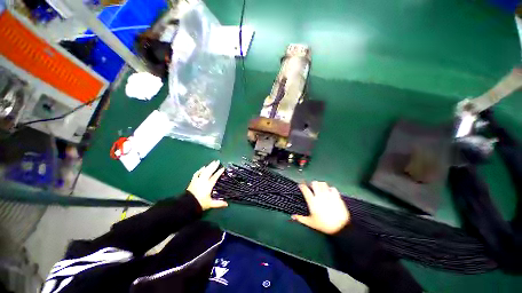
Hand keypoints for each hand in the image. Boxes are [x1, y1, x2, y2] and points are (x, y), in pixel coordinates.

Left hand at [187, 161, 227, 210]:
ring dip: (209, 166)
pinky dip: (200, 170)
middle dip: (214, 166)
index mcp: (208, 185)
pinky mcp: (193, 181)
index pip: (215, 177)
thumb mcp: (210, 204)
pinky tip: (203, 167)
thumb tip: (227, 204)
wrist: (187, 204)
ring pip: (204, 171)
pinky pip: (197, 173)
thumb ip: (218, 203)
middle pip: (209, 171)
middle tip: (217, 161)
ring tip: (212, 162)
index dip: (219, 172)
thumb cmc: (200, 203)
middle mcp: (203, 181)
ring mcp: (198, 180)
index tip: (223, 168)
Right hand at [292, 181, 349, 234]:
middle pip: (314, 183)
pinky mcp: (337, 197)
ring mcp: (329, 195)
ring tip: (320, 189)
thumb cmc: (323, 225)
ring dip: (321, 185)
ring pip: (323, 184)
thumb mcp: (311, 223)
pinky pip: (333, 188)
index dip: (302, 185)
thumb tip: (292, 217)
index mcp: (312, 201)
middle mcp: (320, 196)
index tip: (301, 185)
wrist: (340, 228)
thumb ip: (301, 219)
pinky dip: (330, 189)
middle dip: (312, 184)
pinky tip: (330, 193)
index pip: (305, 189)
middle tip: (312, 188)